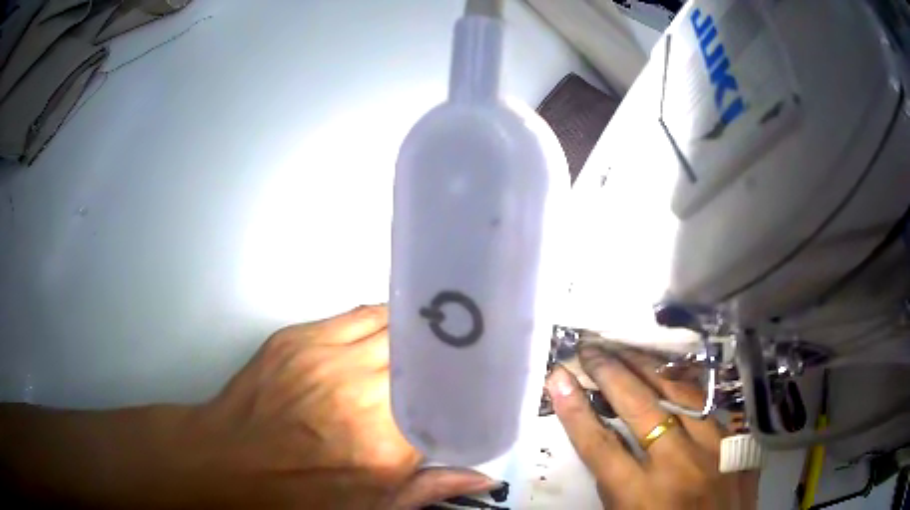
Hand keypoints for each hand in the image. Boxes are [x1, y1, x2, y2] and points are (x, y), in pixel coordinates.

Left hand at [187, 305, 496, 508]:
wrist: (229, 461)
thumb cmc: (298, 493)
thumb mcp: (369, 507)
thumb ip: (429, 489)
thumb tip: (483, 478)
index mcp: (385, 444)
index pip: (450, 401)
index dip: (471, 388)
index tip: (482, 385)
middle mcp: (363, 392)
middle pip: (428, 356)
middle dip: (451, 355)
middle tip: (466, 356)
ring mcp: (328, 357)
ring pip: (397, 326)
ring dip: (420, 332)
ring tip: (436, 335)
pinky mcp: (301, 337)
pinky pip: (359, 314)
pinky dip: (385, 319)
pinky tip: (392, 329)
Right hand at [546, 346, 758, 509]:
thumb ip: (613, 484)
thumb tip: (602, 436)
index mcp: (642, 498)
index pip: (601, 446)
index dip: (576, 410)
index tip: (558, 379)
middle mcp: (680, 467)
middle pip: (641, 408)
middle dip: (611, 373)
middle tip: (591, 350)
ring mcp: (716, 449)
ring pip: (680, 393)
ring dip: (649, 368)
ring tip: (626, 349)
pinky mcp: (739, 443)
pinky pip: (710, 404)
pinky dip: (687, 385)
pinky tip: (673, 370)